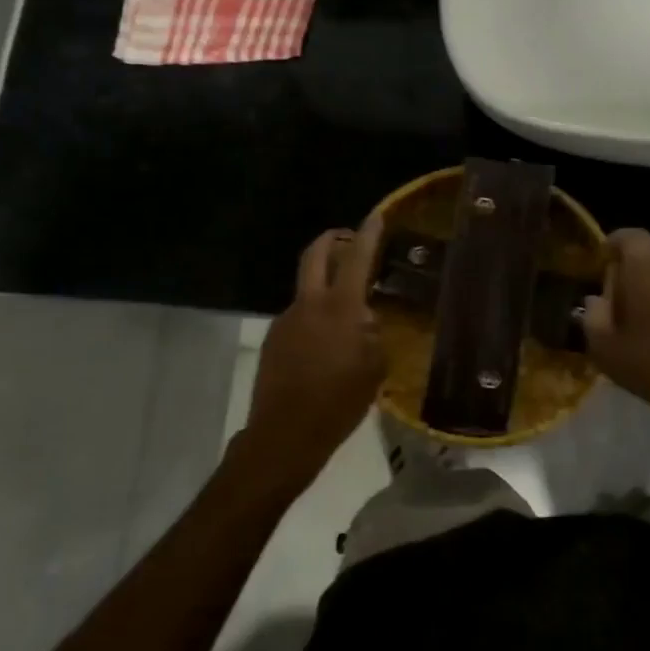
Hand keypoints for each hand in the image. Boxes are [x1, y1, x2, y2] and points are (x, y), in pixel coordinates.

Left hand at [236, 215, 387, 496]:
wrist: (284, 435)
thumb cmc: (338, 403)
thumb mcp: (373, 369)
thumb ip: (372, 335)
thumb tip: (367, 319)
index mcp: (339, 308)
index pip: (357, 258)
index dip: (368, 234)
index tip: (376, 215)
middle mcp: (309, 304)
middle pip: (316, 255)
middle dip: (332, 239)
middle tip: (348, 239)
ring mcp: (286, 319)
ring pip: (307, 288)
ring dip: (324, 284)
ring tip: (345, 311)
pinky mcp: (273, 338)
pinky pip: (299, 315)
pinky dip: (314, 316)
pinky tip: (326, 344)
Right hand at [582, 229, 649, 455]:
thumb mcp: (604, 346)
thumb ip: (592, 315)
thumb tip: (596, 300)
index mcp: (644, 263)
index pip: (626, 236)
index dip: (612, 248)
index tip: (601, 268)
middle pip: (649, 255)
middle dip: (632, 272)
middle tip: (619, 303)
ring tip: (647, 321)